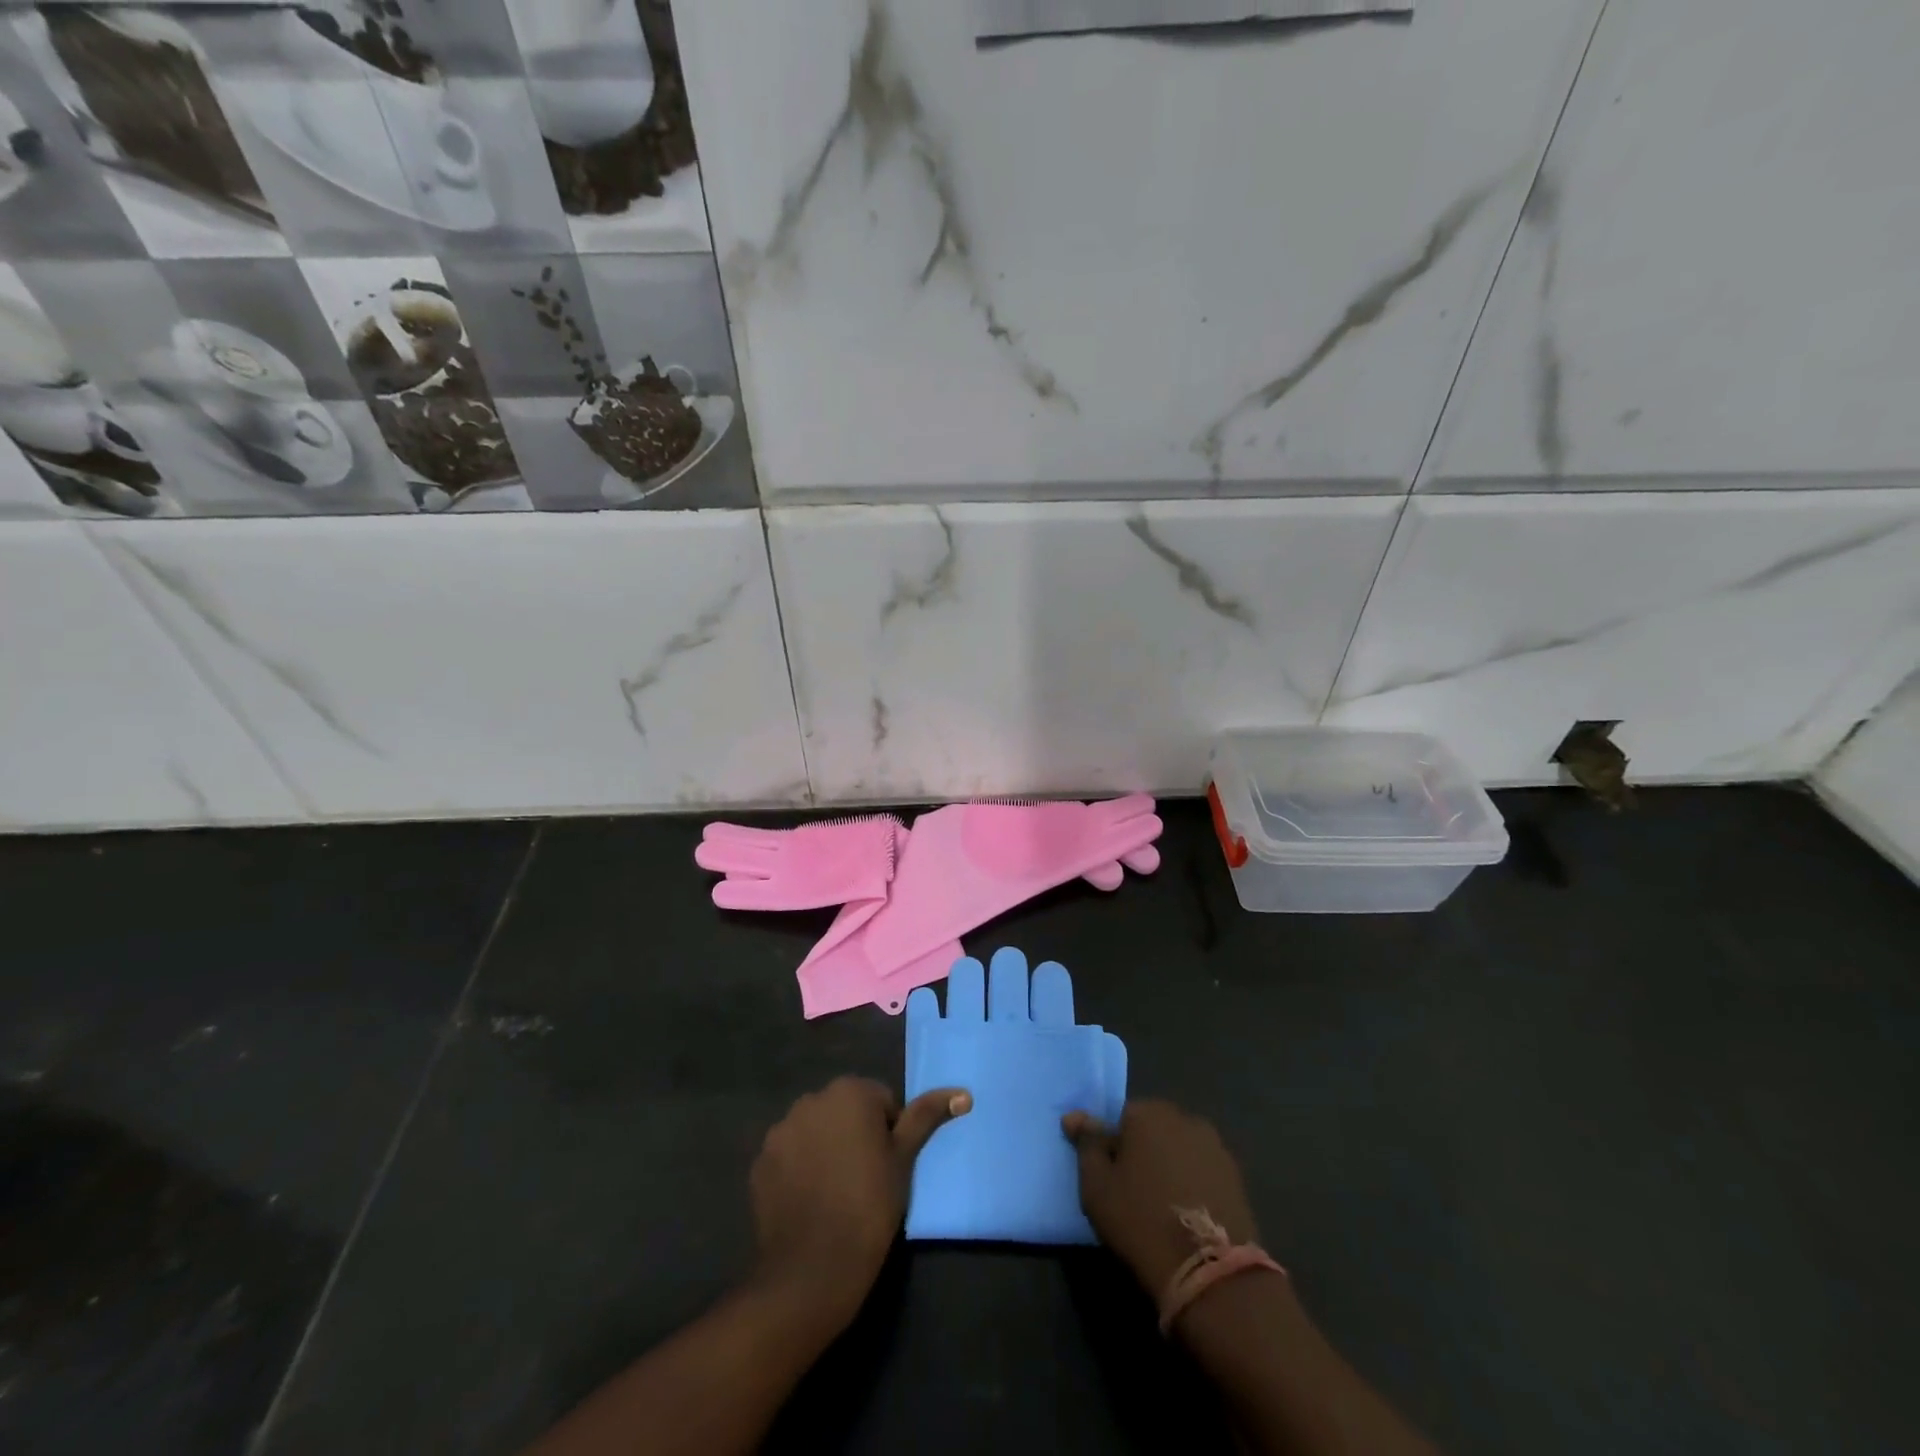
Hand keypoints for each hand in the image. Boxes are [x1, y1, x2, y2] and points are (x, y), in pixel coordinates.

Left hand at [750, 1077, 969, 1327]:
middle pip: (845, 1111)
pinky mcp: (760, 1162)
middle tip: (866, 1180)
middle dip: (855, 1135)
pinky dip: (800, 1169)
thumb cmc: (869, 1206)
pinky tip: (810, 1202)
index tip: (888, 1168)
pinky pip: (789, 1155)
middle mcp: (811, 1099)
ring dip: (826, 1149)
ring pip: (816, 1131)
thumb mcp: (904, 1159)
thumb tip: (962, 1093)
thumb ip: (927, 1117)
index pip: (881, 1101)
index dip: (889, 1134)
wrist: (812, 1269)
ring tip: (836, 1193)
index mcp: (849, 1091)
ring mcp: (780, 1130)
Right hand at [1062, 1100, 1259, 1297]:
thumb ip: (1087, 1145)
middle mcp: (1185, 1118)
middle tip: (1131, 1192)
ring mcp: (1215, 1147)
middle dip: (1141, 1152)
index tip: (1109, 1177)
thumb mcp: (1097, 1185)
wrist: (1210, 1273)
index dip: (1111, 1147)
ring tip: (1161, 1207)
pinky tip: (1186, 1214)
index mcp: (1149, 1112)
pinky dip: (1192, 1184)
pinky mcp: (1236, 1177)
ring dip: (1168, 1167)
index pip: (1120, 1117)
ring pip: (1178, 1150)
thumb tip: (1074, 1116)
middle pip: (1152, 1130)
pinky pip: (1201, 1171)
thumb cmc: (1141, 1221)